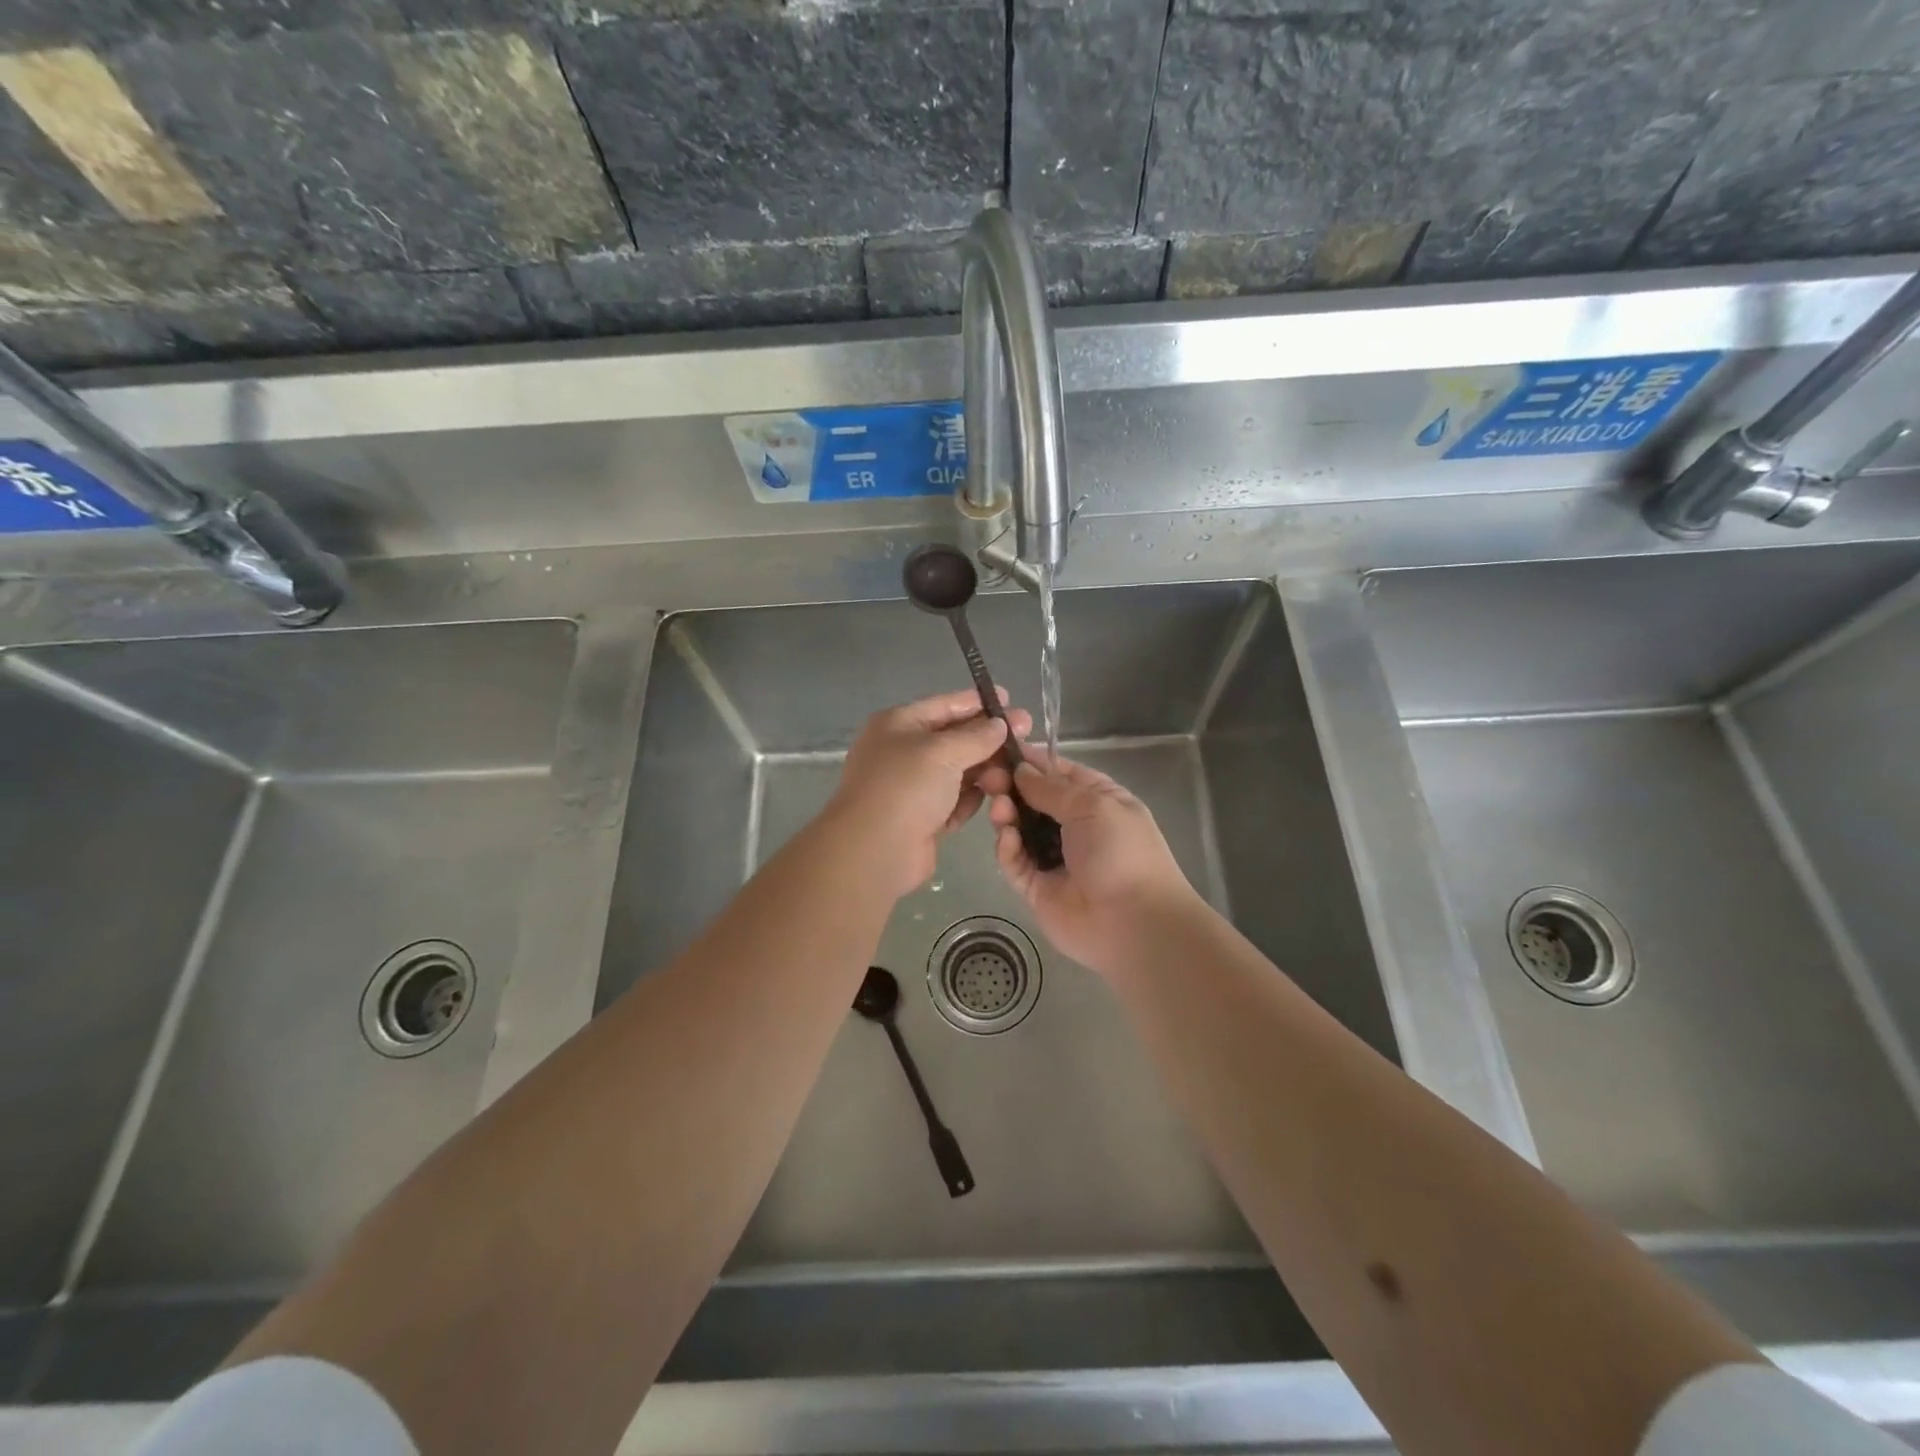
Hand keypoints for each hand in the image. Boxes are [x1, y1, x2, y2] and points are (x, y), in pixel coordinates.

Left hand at [826, 689, 1031, 899]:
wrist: (875, 851)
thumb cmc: (906, 788)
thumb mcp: (943, 752)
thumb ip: (976, 736)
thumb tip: (999, 724)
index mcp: (899, 724)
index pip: (945, 706)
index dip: (978, 702)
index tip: (1010, 700)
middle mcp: (904, 751)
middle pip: (955, 739)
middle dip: (989, 739)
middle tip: (1028, 735)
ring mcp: (913, 786)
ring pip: (959, 771)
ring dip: (986, 772)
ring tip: (1013, 775)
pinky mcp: (924, 817)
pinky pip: (955, 800)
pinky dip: (971, 799)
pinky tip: (994, 799)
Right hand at [987, 754, 1203, 972]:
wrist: (1132, 923)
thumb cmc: (1121, 852)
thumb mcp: (1092, 806)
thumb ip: (1051, 788)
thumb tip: (1021, 770)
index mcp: (1098, 801)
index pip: (1059, 773)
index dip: (1032, 762)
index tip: (1000, 750)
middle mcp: (1075, 827)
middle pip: (1034, 800)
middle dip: (1011, 787)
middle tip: (988, 779)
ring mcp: (1054, 858)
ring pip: (1020, 829)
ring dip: (1007, 815)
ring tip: (999, 808)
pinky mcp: (1036, 888)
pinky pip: (1015, 862)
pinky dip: (1008, 848)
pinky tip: (1007, 838)